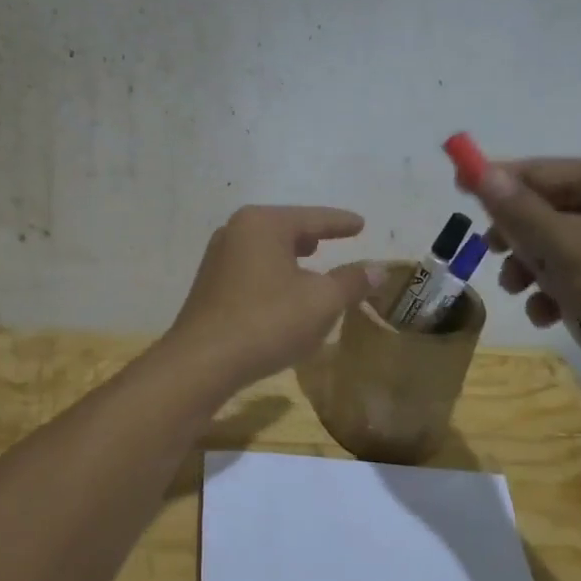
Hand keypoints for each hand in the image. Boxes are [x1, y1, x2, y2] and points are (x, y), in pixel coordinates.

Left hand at [163, 206, 381, 391]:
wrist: (202, 363)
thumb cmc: (267, 322)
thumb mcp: (321, 302)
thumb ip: (351, 281)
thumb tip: (378, 268)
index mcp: (263, 224)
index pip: (313, 218)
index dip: (340, 223)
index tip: (361, 224)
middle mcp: (235, 232)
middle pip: (284, 228)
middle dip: (311, 235)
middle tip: (335, 239)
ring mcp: (217, 259)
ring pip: (266, 250)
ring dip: (291, 257)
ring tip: (310, 262)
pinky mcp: (209, 286)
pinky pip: (252, 270)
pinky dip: (273, 274)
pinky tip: (282, 292)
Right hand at [465, 158, 580, 398]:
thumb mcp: (566, 247)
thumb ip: (520, 211)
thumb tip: (482, 171)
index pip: (539, 171)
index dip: (496, 181)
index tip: (457, 189)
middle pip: (547, 209)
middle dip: (518, 238)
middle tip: (495, 257)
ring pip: (559, 246)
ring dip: (534, 270)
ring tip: (522, 293)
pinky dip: (560, 291)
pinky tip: (550, 316)